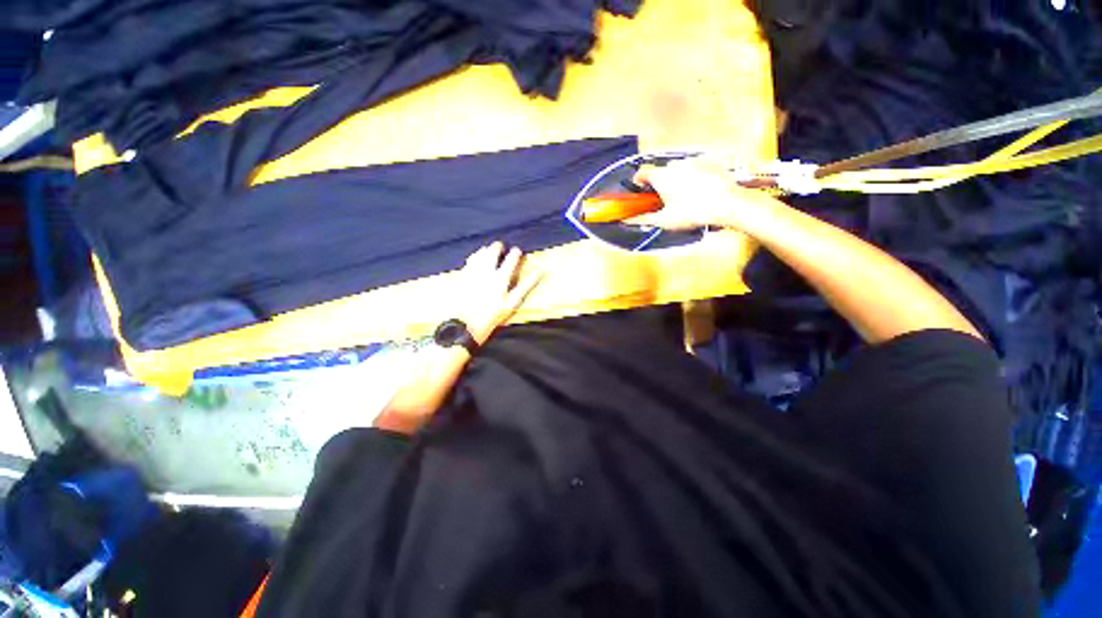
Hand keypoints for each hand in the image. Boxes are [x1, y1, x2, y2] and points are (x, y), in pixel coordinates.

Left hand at [454, 242, 541, 344]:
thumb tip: (539, 273)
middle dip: (498, 247)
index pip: (511, 260)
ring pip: (479, 254)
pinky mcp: (462, 276)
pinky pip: (469, 261)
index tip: (517, 251)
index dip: (515, 253)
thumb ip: (525, 286)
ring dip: (485, 250)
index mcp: (501, 278)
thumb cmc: (493, 316)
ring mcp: (473, 273)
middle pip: (492, 252)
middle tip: (501, 246)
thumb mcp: (513, 303)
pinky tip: (475, 258)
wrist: (466, 324)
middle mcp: (486, 271)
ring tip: (488, 249)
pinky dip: (474, 256)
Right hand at [626, 159, 785, 231]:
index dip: (638, 180)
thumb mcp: (665, 220)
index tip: (639, 189)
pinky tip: (698, 191)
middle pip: (661, 171)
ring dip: (675, 180)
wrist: (728, 204)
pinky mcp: (709, 162)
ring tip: (683, 197)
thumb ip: (643, 220)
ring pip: (678, 170)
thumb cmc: (693, 212)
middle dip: (659, 183)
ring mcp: (693, 161)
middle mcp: (675, 165)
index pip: (642, 172)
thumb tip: (627, 221)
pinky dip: (692, 177)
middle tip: (663, 199)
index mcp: (661, 177)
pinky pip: (694, 168)